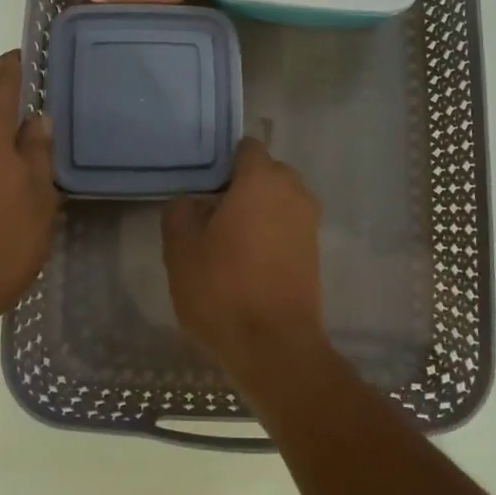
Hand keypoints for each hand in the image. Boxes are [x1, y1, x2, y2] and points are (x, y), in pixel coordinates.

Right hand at [162, 138, 327, 386]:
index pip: (245, 148)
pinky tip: (245, 261)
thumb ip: (181, 211)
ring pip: (277, 201)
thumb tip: (194, 202)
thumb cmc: (223, 288)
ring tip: (225, 241)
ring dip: (255, 212)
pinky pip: (287, 227)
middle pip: (264, 173)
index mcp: (263, 179)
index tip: (201, 184)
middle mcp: (294, 191)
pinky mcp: (314, 251)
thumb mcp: (181, 248)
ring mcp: (309, 222)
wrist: (275, 346)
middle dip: (240, 186)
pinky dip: (269, 234)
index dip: (222, 161)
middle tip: (209, 214)